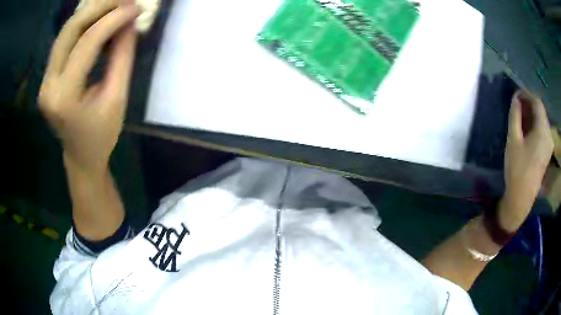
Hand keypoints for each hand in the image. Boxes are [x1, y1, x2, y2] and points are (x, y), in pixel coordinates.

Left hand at [38, 0, 139, 172]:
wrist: (81, 157)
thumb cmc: (101, 135)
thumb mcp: (117, 98)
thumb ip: (122, 56)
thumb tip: (130, 22)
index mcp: (64, 97)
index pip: (87, 42)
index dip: (114, 18)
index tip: (137, 8)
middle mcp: (48, 85)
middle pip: (71, 29)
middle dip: (101, 7)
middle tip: (126, 0)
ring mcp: (45, 79)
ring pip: (66, 30)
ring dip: (92, 11)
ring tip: (116, 5)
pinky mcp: (48, 76)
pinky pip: (65, 39)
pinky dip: (84, 24)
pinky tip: (100, 18)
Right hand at [499, 90, 553, 230]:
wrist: (521, 198)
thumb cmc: (517, 169)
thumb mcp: (513, 140)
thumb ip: (515, 116)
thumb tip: (516, 99)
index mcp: (543, 131)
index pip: (537, 103)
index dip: (527, 95)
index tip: (516, 94)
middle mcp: (548, 135)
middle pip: (540, 111)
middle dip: (529, 104)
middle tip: (516, 105)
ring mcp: (549, 145)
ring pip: (541, 121)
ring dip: (531, 115)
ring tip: (520, 116)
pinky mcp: (547, 152)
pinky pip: (542, 131)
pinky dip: (534, 125)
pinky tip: (526, 129)